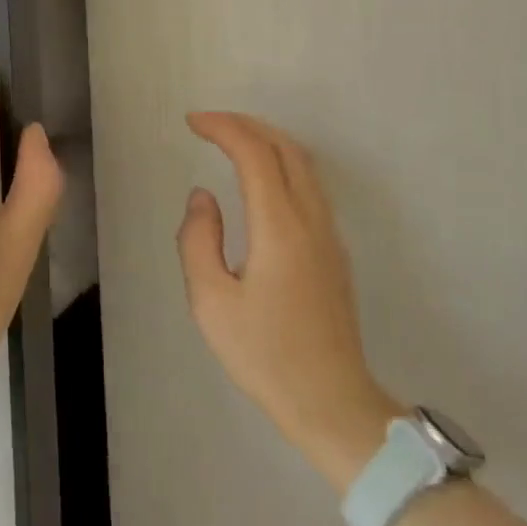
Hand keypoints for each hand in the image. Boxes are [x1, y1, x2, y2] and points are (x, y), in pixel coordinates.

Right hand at [177, 112, 403, 493]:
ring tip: (231, 140)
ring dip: (267, 140)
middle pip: (286, 147)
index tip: (192, 122)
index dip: (223, 128)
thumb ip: (198, 240)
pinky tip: (261, 178)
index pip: (255, 154)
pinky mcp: (334, 250)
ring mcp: (329, 234)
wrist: (332, 403)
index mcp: (280, 227)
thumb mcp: (211, 302)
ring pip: (304, 164)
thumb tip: (203, 197)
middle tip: (209, 124)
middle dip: (246, 124)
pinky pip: (310, 185)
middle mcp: (311, 219)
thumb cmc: (265, 356)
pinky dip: (282, 162)